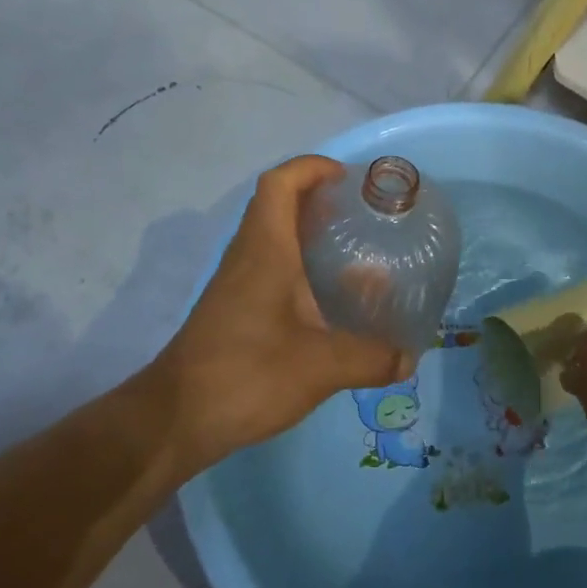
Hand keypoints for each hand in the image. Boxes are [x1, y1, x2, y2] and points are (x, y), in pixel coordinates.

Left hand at [151, 155, 406, 474]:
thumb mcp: (319, 367)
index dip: (312, 167)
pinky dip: (301, 266)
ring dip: (310, 232)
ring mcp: (238, 283)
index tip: (348, 179)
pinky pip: (271, 267)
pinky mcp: (236, 308)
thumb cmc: (246, 375)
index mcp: (266, 250)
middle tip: (363, 214)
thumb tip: (410, 358)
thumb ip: (370, 358)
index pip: (280, 184)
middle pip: (278, 204)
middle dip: (320, 198)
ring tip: (356, 251)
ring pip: (275, 237)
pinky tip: (329, 298)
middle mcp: (248, 256)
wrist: (176, 420)